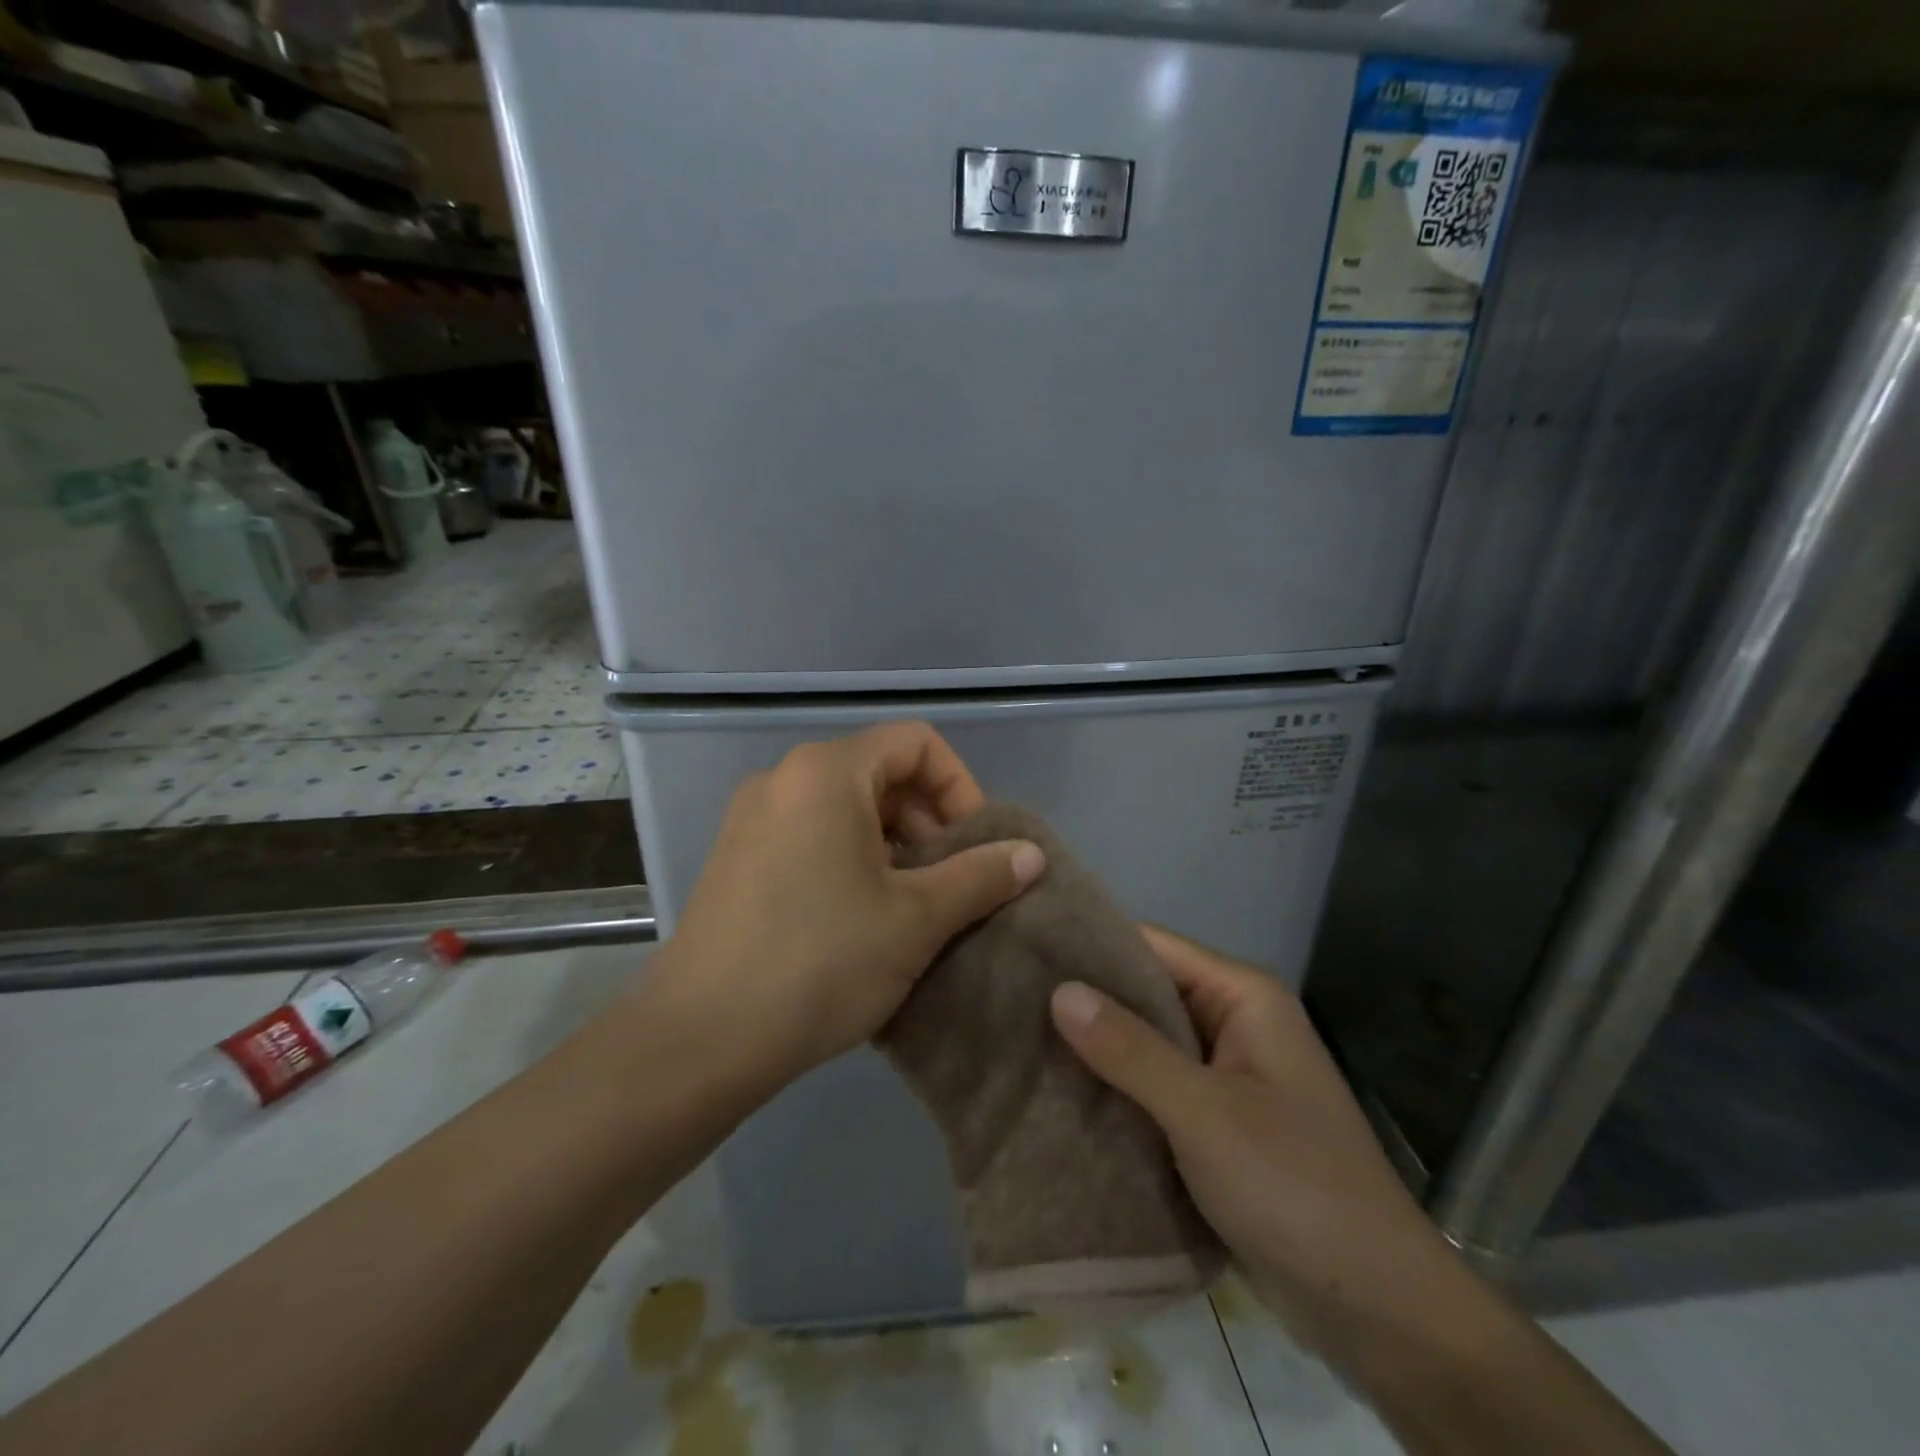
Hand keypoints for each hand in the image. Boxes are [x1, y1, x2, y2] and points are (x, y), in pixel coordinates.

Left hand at [645, 724, 1045, 1086]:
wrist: (700, 1038)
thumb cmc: (821, 961)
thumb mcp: (916, 919)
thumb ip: (980, 877)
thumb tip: (1032, 855)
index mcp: (827, 771)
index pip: (917, 743)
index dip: (961, 787)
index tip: (976, 845)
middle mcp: (784, 778)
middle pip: (881, 773)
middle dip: (929, 822)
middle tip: (949, 884)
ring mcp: (752, 818)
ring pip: (846, 808)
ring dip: (893, 846)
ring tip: (910, 907)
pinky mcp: (736, 857)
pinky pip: (811, 835)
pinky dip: (851, 859)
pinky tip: (861, 920)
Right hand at [1049, 926, 1458, 1345]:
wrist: (1380, 1311)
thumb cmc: (1295, 1188)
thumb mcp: (1205, 1114)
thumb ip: (1130, 1050)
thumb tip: (1059, 989)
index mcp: (1243, 997)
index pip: (1152, 947)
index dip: (1090, 947)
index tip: (1024, 953)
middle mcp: (1235, 1023)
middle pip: (1147, 995)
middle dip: (1086, 1003)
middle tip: (1008, 1002)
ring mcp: (1228, 1075)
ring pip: (1147, 1045)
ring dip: (1096, 1052)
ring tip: (1018, 1044)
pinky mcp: (1219, 1123)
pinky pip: (1156, 1090)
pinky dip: (1117, 1092)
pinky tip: (1062, 1096)